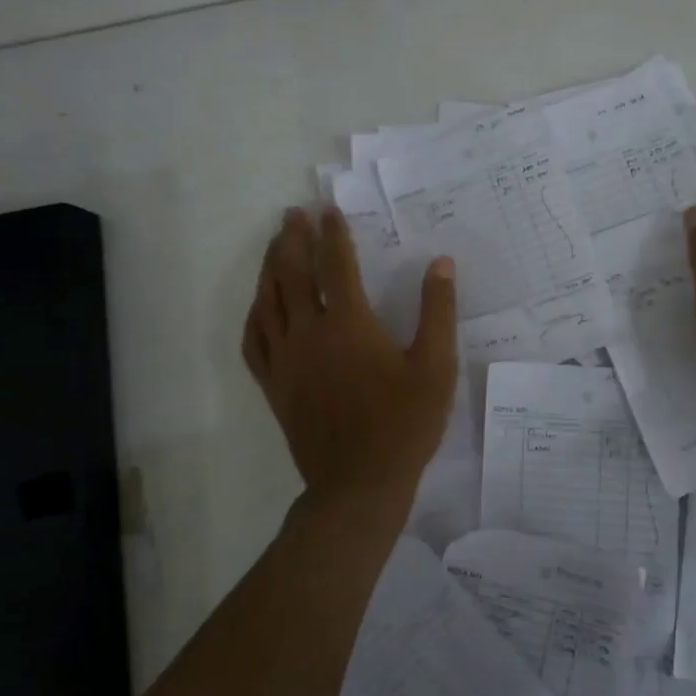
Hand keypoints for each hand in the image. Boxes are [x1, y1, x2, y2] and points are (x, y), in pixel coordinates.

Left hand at [242, 208, 457, 514]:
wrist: (358, 484)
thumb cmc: (403, 424)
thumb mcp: (435, 367)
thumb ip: (438, 312)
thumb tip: (441, 264)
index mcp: (349, 325)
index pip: (335, 266)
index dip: (332, 234)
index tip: (328, 210)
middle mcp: (309, 334)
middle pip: (291, 275)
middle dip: (292, 240)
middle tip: (293, 215)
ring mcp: (285, 360)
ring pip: (267, 301)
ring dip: (269, 267)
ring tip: (274, 245)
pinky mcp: (274, 385)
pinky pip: (254, 340)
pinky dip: (254, 314)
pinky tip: (258, 305)